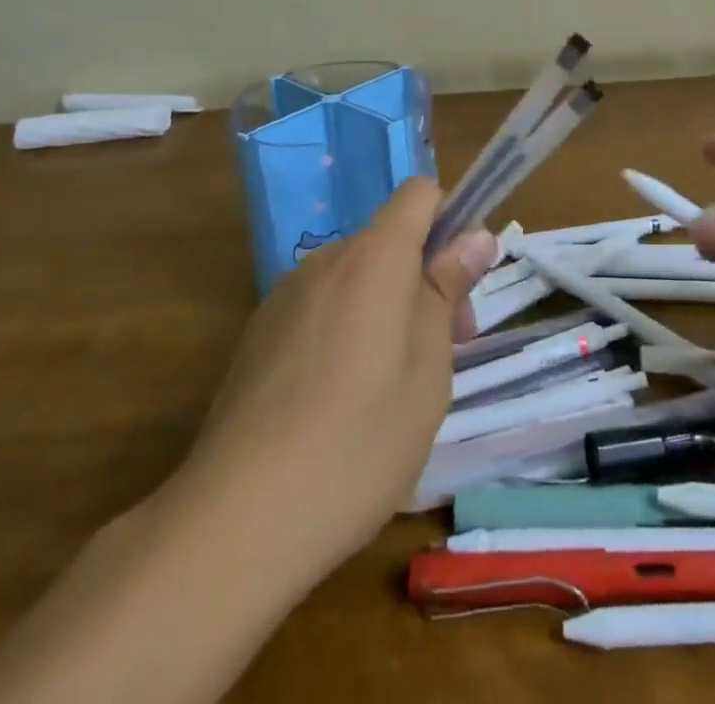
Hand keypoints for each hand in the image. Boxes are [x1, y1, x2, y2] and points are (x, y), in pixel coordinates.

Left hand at [165, 178, 496, 581]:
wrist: (238, 520)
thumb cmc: (358, 442)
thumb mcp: (427, 370)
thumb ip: (447, 291)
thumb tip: (476, 236)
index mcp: (373, 258)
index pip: (419, 193)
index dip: (450, 222)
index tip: (461, 284)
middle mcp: (325, 260)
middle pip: (389, 239)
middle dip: (424, 278)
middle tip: (444, 352)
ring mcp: (285, 295)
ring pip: (356, 275)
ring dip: (386, 305)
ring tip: (391, 387)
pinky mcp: (259, 332)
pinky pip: (321, 305)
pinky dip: (346, 328)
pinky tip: (339, 401)